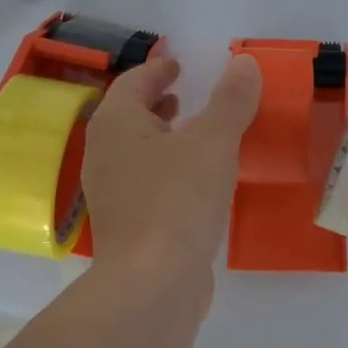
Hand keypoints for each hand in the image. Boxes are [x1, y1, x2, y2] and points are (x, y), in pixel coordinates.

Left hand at [82, 52, 261, 298]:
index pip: (133, 83)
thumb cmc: (178, 200)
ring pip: (136, 152)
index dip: (157, 70)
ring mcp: (111, 194)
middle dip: (155, 103)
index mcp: (116, 125)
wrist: (152, 284)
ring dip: (162, 137)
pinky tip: (197, 183)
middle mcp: (104, 155)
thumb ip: (231, 100)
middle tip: (184, 96)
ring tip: (194, 135)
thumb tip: (244, 62)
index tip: (177, 64)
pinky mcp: (127, 227)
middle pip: (128, 117)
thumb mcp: (213, 142)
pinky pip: (146, 183)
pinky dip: (167, 170)